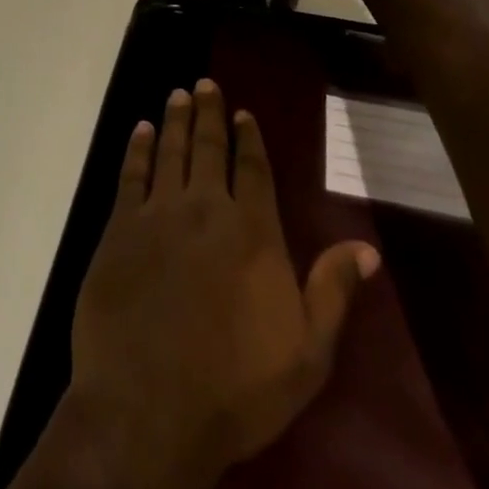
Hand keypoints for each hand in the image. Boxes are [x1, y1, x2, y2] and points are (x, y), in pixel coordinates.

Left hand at [60, 80, 379, 488]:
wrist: (149, 406)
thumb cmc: (236, 387)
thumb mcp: (306, 354)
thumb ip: (332, 292)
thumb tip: (368, 247)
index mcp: (251, 231)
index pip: (253, 168)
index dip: (248, 137)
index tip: (243, 112)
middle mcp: (205, 208)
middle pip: (208, 147)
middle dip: (208, 113)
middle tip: (205, 83)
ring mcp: (158, 213)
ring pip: (170, 151)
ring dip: (175, 119)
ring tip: (178, 93)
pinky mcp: (120, 227)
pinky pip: (131, 174)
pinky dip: (137, 148)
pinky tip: (141, 130)